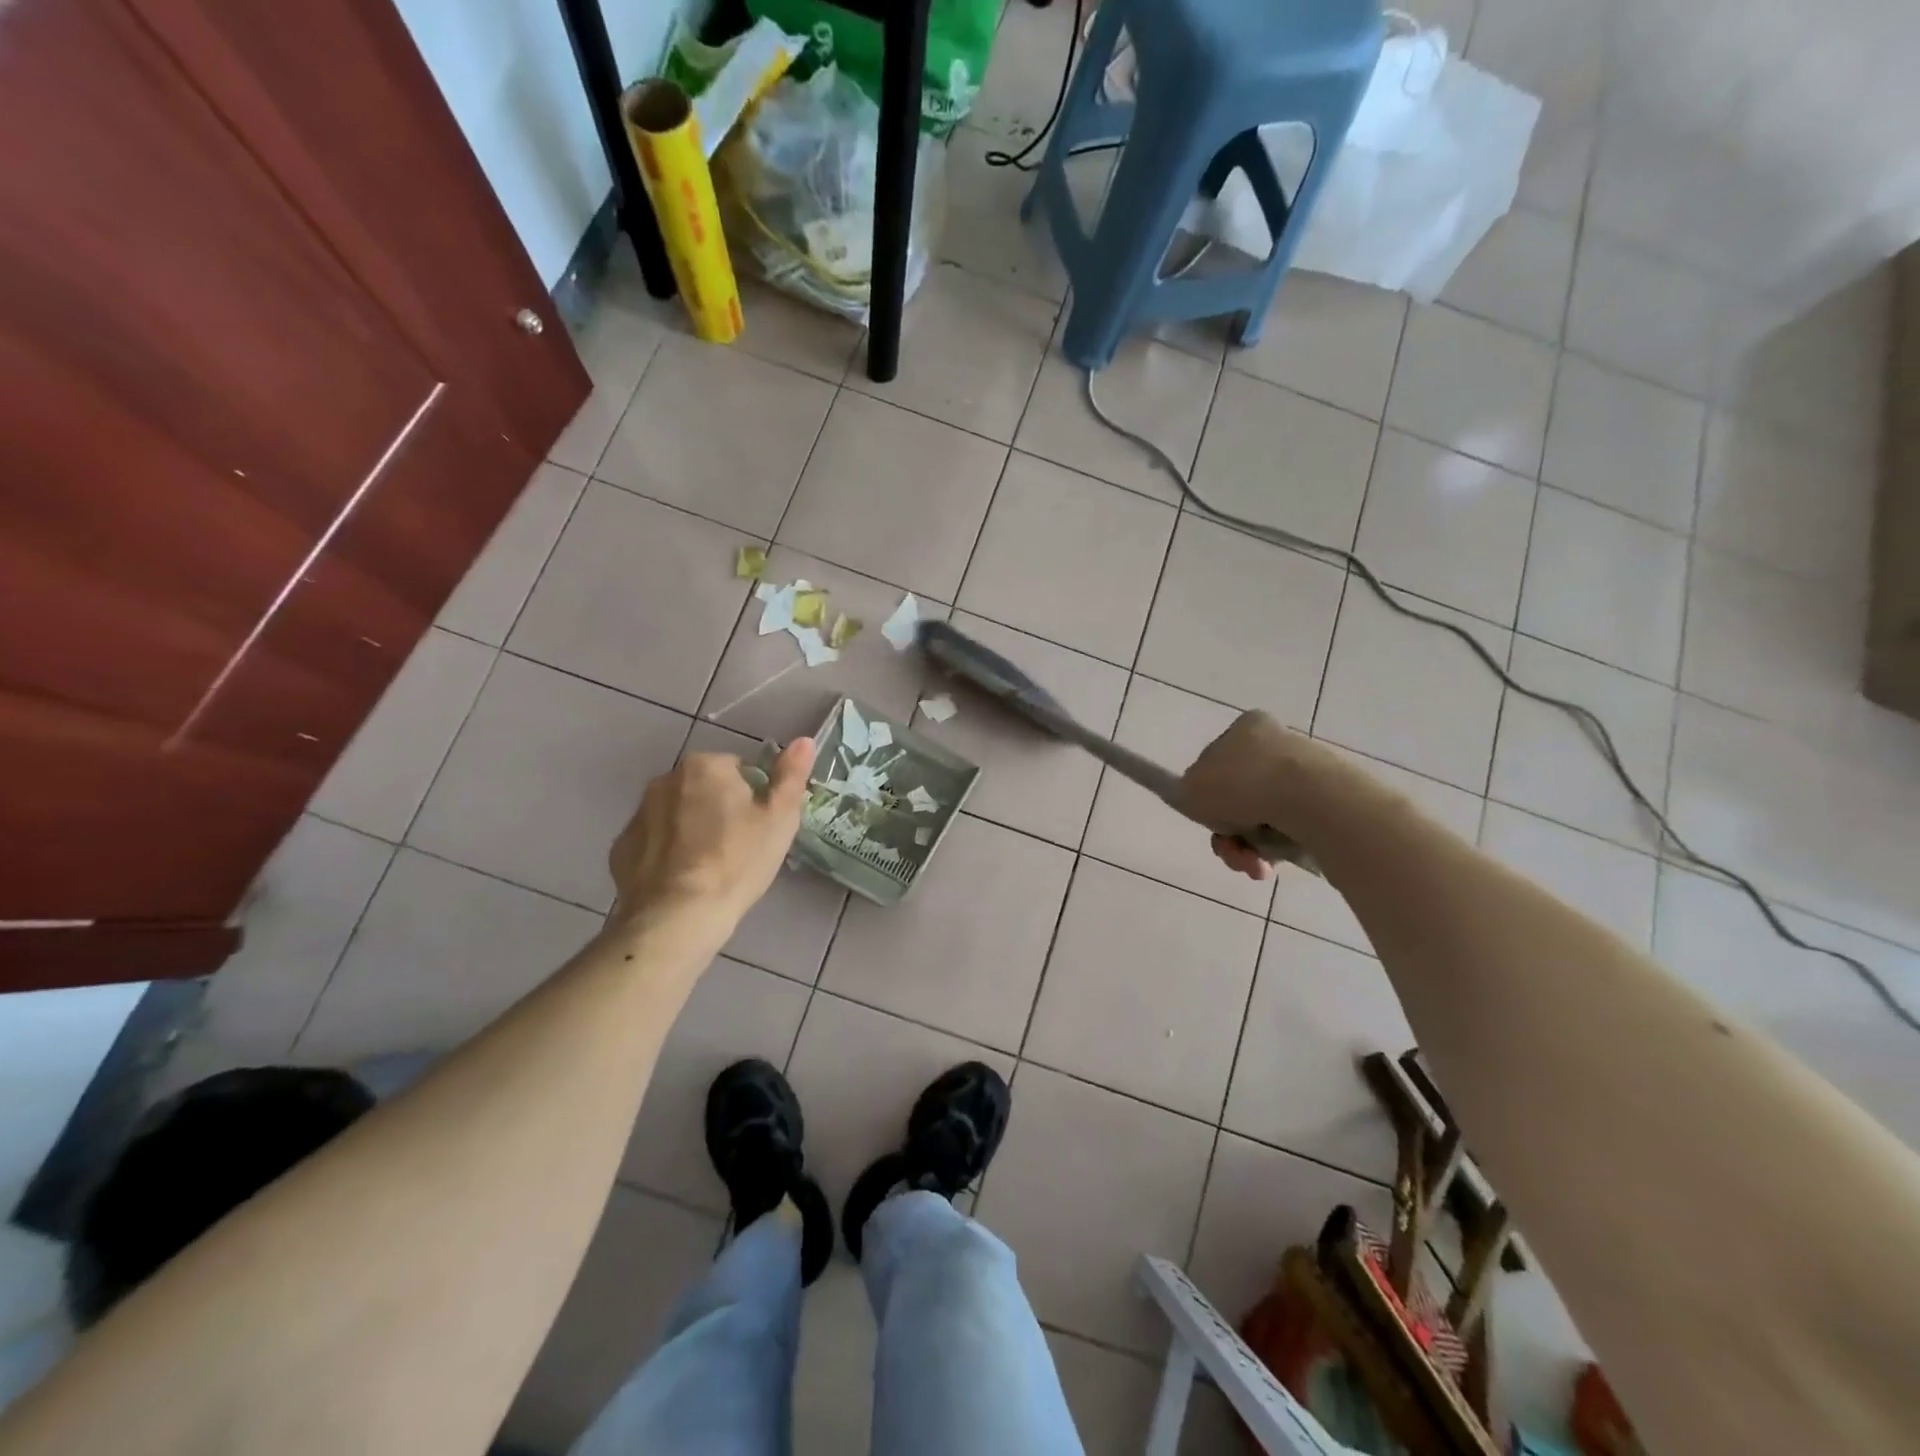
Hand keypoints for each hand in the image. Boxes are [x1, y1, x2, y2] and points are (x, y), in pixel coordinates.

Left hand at [608, 739, 816, 923]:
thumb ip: (791, 775)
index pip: (739, 770)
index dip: (754, 798)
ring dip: (692, 829)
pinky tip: (682, 880)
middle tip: (739, 847)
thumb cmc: (738, 861)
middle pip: (704, 789)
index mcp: (706, 766)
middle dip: (719, 809)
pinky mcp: (621, 848)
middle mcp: (665, 779)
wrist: (678, 916)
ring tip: (710, 867)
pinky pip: (653, 842)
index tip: (759, 828)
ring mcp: (638, 814)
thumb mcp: (779, 818)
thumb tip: (804, 740)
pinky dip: (666, 853)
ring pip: (676, 814)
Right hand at [1180, 711, 1321, 882]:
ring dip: (1248, 847)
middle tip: (1227, 847)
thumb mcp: (1191, 787)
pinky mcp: (1329, 802)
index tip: (1208, 816)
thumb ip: (1187, 791)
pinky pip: (1291, 830)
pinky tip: (1272, 863)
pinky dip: (1276, 850)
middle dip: (1229, 830)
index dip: (1207, 794)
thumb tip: (1202, 800)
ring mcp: (1307, 772)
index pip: (1217, 762)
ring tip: (1250, 864)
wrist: (1311, 801)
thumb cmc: (1243, 785)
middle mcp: (1278, 743)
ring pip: (1263, 818)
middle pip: (1240, 796)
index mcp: (1246, 727)